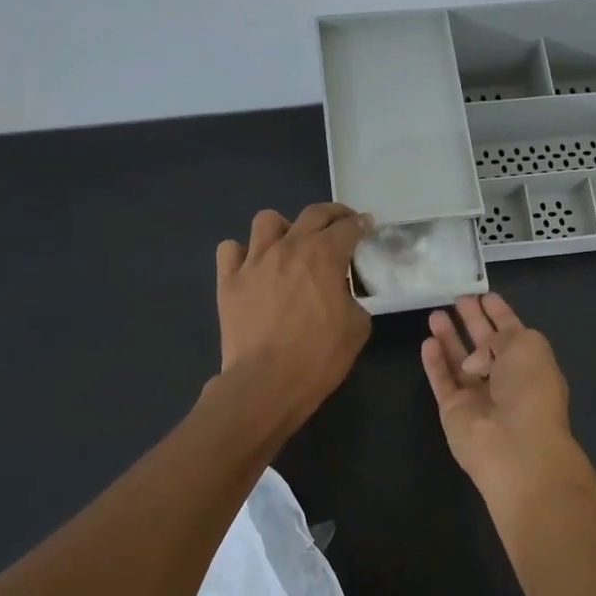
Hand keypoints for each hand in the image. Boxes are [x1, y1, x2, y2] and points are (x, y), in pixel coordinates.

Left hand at [215, 203, 372, 429]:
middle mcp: (289, 247)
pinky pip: (230, 249)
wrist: (267, 382)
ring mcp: (254, 261)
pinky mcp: (228, 280)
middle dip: (332, 215)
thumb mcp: (357, 327)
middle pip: (313, 214)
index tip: (367, 227)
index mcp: (324, 256)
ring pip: (267, 220)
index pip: (348, 227)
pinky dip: (242, 253)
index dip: (362, 224)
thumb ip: (354, 299)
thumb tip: (344, 293)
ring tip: (290, 245)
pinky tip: (253, 267)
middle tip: (341, 225)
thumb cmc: (319, 357)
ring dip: (284, 228)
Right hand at [420, 293, 579, 493]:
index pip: (512, 332)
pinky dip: (434, 362)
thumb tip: (475, 358)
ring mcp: (478, 396)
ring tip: (435, 314)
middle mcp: (505, 379)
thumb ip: (500, 336)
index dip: (499, 313)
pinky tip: (427, 342)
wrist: (515, 445)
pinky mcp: (453, 410)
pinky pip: (442, 381)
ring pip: (459, 361)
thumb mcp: (527, 346)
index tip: (484, 295)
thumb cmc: (530, 389)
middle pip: (484, 345)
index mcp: (530, 363)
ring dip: (448, 338)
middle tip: (457, 299)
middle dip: (472, 321)